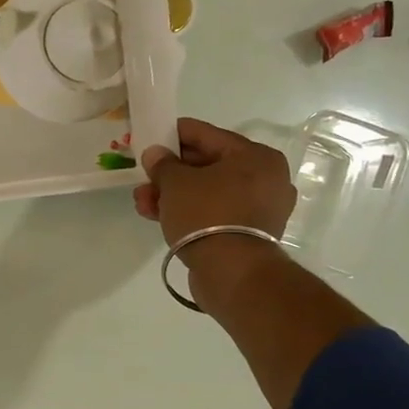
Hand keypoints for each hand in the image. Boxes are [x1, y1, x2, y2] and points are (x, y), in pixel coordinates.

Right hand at [135, 118, 296, 305]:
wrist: (233, 273)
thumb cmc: (208, 215)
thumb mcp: (176, 183)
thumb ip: (162, 164)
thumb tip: (155, 154)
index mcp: (256, 156)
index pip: (207, 134)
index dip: (173, 135)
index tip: (149, 137)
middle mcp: (266, 178)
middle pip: (207, 165)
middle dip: (170, 172)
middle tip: (143, 177)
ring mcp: (260, 208)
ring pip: (208, 192)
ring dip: (173, 195)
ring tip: (142, 202)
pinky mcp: (249, 234)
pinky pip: (214, 213)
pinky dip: (189, 212)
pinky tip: (158, 216)